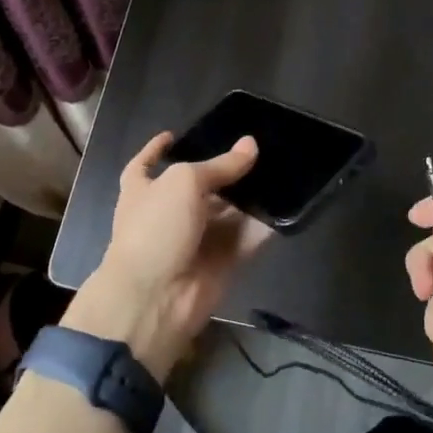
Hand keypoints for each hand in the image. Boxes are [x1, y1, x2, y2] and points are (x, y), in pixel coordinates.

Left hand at [64, 131, 272, 377]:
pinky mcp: (222, 260)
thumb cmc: (156, 228)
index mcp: (143, 189)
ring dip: (251, 195)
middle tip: (259, 147)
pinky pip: (247, 237)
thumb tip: (250, 144)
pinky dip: (264, 225)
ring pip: (228, 210)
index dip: (157, 149)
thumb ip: (220, 166)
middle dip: (225, 170)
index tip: (173, 135)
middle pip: (200, 185)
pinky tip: (288, 203)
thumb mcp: (184, 183)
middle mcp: (169, 212)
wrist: (155, 298)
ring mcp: (196, 238)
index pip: (147, 163)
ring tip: (282, 167)